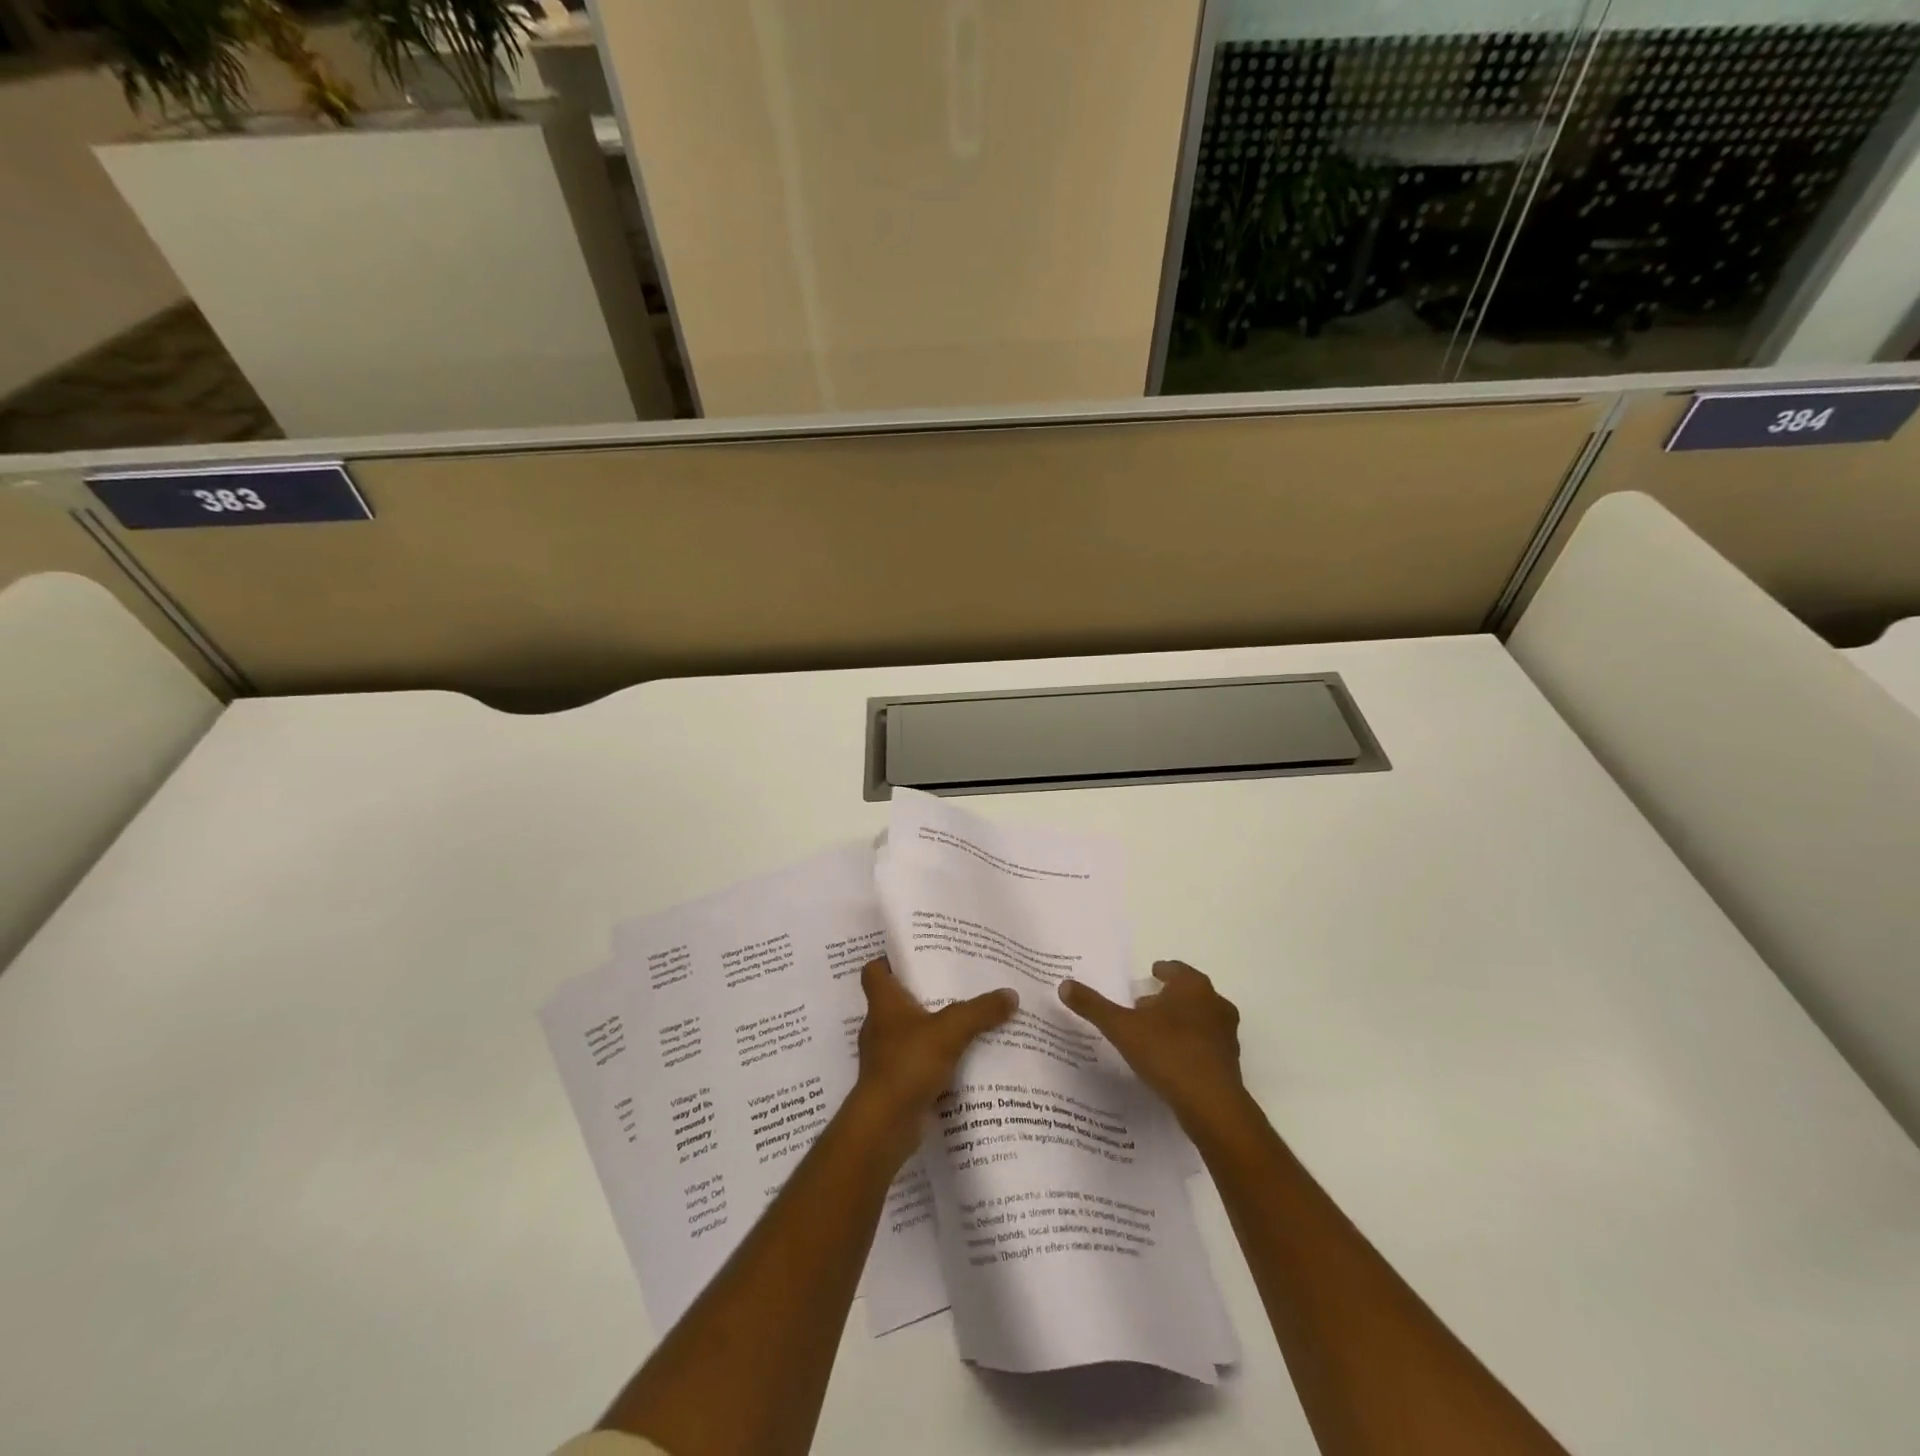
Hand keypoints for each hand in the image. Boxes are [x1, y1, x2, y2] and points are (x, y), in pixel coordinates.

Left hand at [854, 957, 1016, 1161]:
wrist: (885, 1125)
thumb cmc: (908, 1064)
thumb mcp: (951, 1030)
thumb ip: (980, 1011)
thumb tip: (1011, 994)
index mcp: (883, 1003)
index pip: (874, 971)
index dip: (889, 960)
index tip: (914, 956)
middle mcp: (879, 1026)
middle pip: (896, 1001)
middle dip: (921, 994)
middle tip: (953, 985)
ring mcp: (885, 1057)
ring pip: (908, 1033)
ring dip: (930, 1030)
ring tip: (963, 1022)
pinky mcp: (895, 1084)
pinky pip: (916, 1063)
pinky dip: (934, 1061)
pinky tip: (960, 1061)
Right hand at [1059, 960, 1248, 1132]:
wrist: (1212, 1105)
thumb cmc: (1167, 1053)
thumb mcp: (1121, 1027)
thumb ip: (1094, 1006)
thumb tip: (1064, 985)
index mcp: (1192, 987)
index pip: (1175, 969)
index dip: (1161, 971)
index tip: (1150, 975)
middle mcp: (1215, 1004)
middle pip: (1189, 993)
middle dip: (1167, 997)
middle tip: (1144, 1006)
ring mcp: (1226, 1034)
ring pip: (1200, 1018)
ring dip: (1180, 1022)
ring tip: (1155, 1034)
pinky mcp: (1230, 1062)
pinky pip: (1206, 1045)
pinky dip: (1190, 1045)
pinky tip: (1171, 1061)